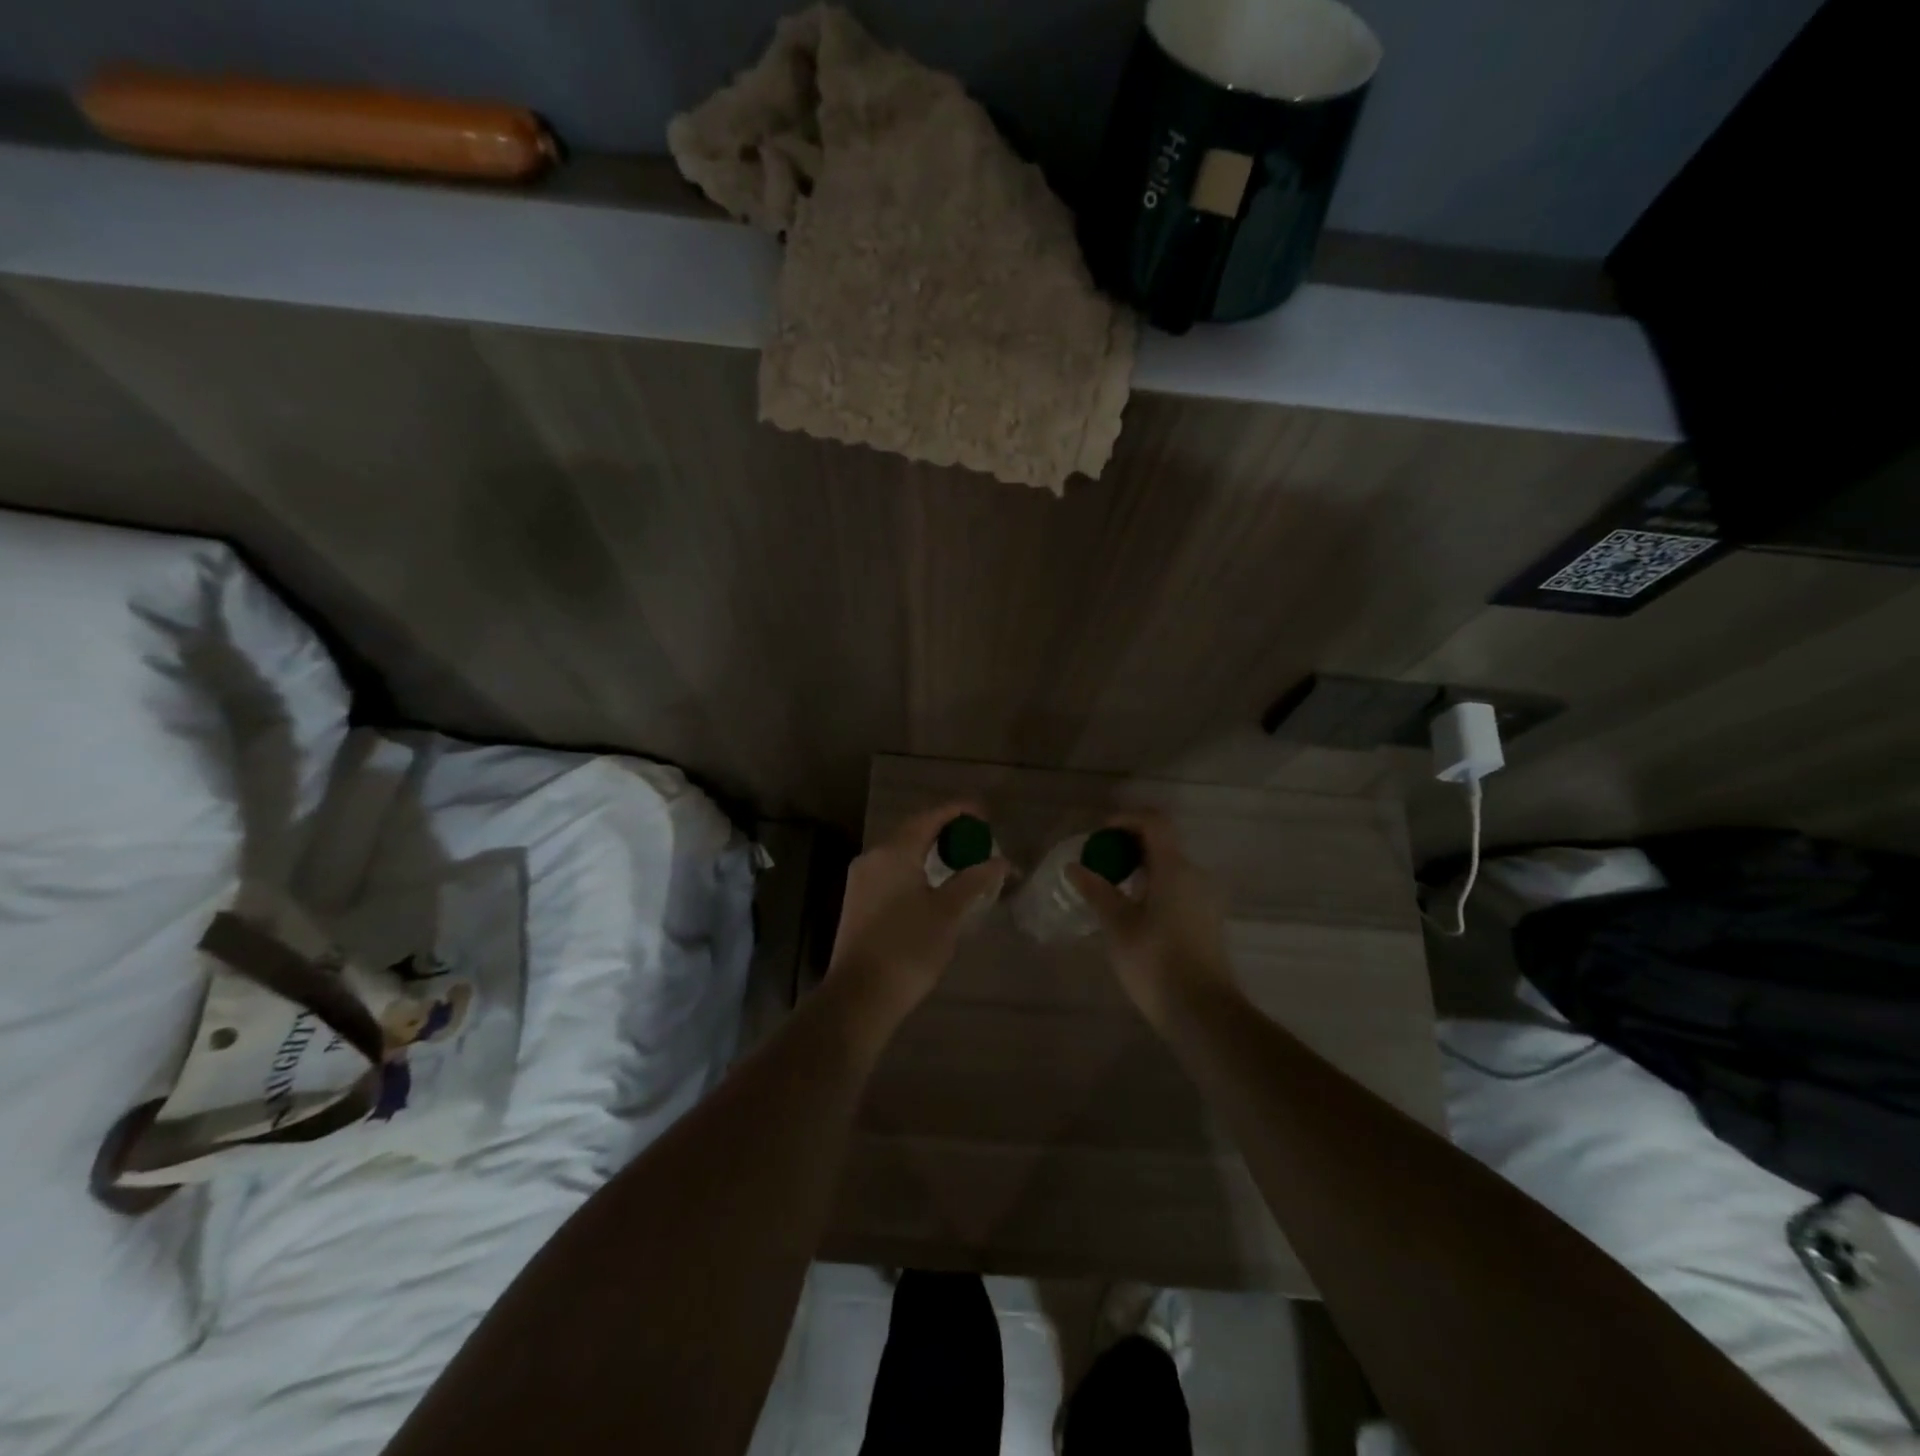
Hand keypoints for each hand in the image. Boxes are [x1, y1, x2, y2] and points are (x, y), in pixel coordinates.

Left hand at [827, 802, 1009, 1027]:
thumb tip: (1000, 861)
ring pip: (901, 852)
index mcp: (894, 851)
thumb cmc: (909, 948)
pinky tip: (931, 884)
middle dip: (945, 830)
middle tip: (976, 838)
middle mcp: (873, 856)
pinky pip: (891, 870)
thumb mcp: (948, 912)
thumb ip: (974, 880)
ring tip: (959, 860)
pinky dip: (915, 868)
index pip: (931, 817)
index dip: (959, 811)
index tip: (985, 814)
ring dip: (929, 850)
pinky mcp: (857, 900)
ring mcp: (861, 879)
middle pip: (913, 831)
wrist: (860, 995)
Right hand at [1067, 812, 1237, 1032]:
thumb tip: (1074, 867)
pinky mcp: (1206, 919)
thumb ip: (1096, 890)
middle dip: (1129, 845)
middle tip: (1100, 861)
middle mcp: (1195, 875)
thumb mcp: (1117, 924)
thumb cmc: (1155, 962)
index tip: (1100, 833)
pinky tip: (1133, 910)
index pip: (1154, 822)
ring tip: (1111, 887)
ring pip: (1170, 867)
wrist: (1202, 1011)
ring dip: (1141, 867)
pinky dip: (1154, 886)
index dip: (1126, 819)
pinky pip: (1177, 887)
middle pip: (1162, 843)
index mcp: (1174, 868)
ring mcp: (1205, 898)